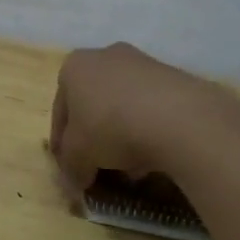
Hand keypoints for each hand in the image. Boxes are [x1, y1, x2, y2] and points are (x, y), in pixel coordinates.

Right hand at [50, 43, 239, 191]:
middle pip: (92, 106)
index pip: (60, 113)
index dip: (62, 146)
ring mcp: (144, 63)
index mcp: (74, 67)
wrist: (179, 118)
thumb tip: (75, 183)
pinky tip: (154, 157)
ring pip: (123, 107)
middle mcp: (106, 56)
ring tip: (130, 169)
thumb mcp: (78, 157)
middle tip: (98, 168)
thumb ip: (70, 169)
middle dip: (94, 139)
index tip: (70, 170)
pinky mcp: (176, 77)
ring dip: (122, 136)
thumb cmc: (110, 129)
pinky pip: (152, 108)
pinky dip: (148, 130)